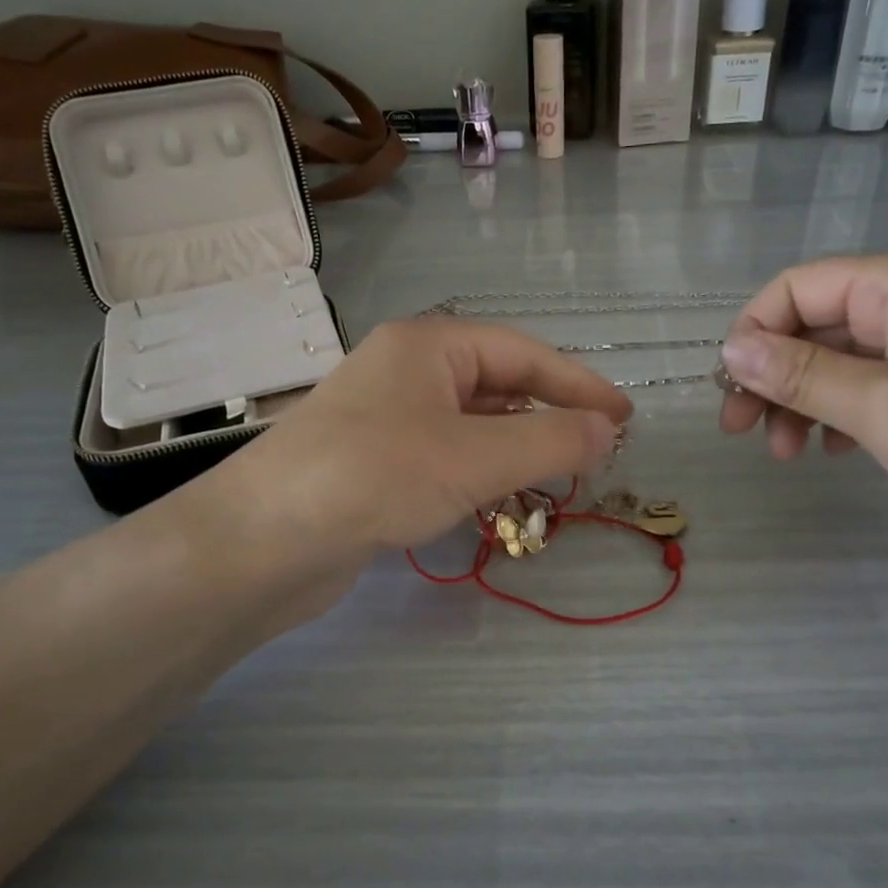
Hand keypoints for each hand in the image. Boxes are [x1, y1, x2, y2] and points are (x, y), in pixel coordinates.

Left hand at [215, 318, 630, 568]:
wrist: (262, 541)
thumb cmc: (376, 476)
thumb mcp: (475, 457)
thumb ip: (549, 442)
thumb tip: (608, 431)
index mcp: (428, 345)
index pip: (523, 353)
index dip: (579, 384)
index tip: (624, 417)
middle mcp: (405, 371)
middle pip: (496, 385)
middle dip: (547, 417)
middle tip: (594, 452)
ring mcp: (385, 418)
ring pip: (470, 425)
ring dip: (514, 449)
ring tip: (555, 480)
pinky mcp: (372, 463)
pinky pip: (443, 456)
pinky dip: (477, 473)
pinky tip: (494, 500)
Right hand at [718, 253, 887, 513]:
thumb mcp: (881, 405)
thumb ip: (799, 375)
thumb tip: (729, 348)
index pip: (796, 287)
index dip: (753, 333)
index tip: (732, 392)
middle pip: (815, 325)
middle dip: (773, 377)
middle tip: (743, 433)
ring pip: (842, 362)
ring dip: (803, 402)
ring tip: (789, 455)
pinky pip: (876, 389)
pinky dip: (844, 416)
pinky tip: (835, 452)